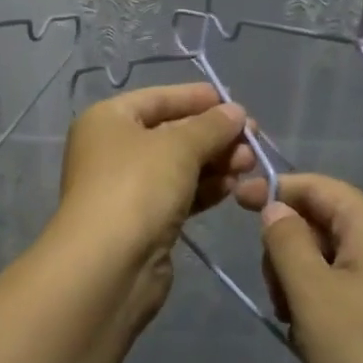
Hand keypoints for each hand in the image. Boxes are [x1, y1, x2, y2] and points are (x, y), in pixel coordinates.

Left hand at [55, 84, 255, 310]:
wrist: (109, 265)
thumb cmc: (137, 187)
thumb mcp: (179, 146)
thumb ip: (211, 126)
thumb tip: (236, 112)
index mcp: (108, 120)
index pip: (157, 99)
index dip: (195, 98)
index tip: (234, 102)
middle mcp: (112, 150)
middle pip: (170, 133)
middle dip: (213, 135)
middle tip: (253, 139)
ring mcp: (125, 188)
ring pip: (178, 166)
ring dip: (214, 162)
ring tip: (250, 163)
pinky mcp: (142, 221)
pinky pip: (178, 194)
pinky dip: (204, 188)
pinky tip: (233, 187)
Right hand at [235, 174, 362, 362]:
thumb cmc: (361, 353)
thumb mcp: (310, 292)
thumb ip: (285, 239)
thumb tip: (276, 208)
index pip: (316, 185)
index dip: (273, 189)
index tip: (234, 202)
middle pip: (322, 219)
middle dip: (287, 246)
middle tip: (277, 293)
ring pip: (330, 254)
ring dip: (301, 278)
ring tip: (295, 321)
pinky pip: (347, 281)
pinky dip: (322, 297)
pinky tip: (314, 333)